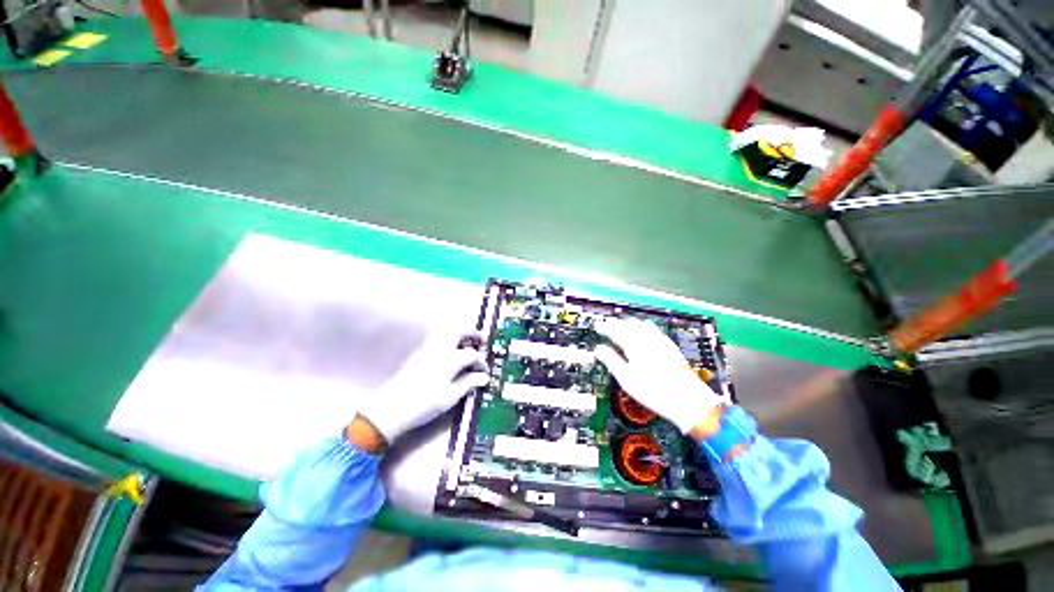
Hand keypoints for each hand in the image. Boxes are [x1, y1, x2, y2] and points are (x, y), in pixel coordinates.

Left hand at [355, 331, 488, 446]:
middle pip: (458, 332)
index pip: (472, 355)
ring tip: (467, 343)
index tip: (484, 371)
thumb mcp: (450, 397)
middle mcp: (439, 349)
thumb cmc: (424, 404)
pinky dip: (449, 339)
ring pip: (447, 332)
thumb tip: (483, 377)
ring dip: (460, 334)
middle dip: (472, 333)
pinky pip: (438, 339)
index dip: (481, 361)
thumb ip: (468, 383)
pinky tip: (451, 351)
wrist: (391, 408)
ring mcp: (427, 350)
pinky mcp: (419, 354)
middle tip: (482, 339)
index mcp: (450, 359)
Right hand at [595, 318, 721, 434]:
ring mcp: (660, 341)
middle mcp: (647, 339)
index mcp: (634, 346)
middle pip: (628, 324)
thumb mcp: (626, 379)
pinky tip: (644, 332)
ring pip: (642, 324)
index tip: (598, 326)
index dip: (605, 328)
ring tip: (624, 326)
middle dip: (617, 323)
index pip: (615, 331)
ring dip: (630, 323)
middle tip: (609, 325)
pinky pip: (654, 329)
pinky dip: (644, 326)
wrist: (687, 399)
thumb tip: (598, 349)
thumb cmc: (654, 391)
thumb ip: (611, 360)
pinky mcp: (670, 345)